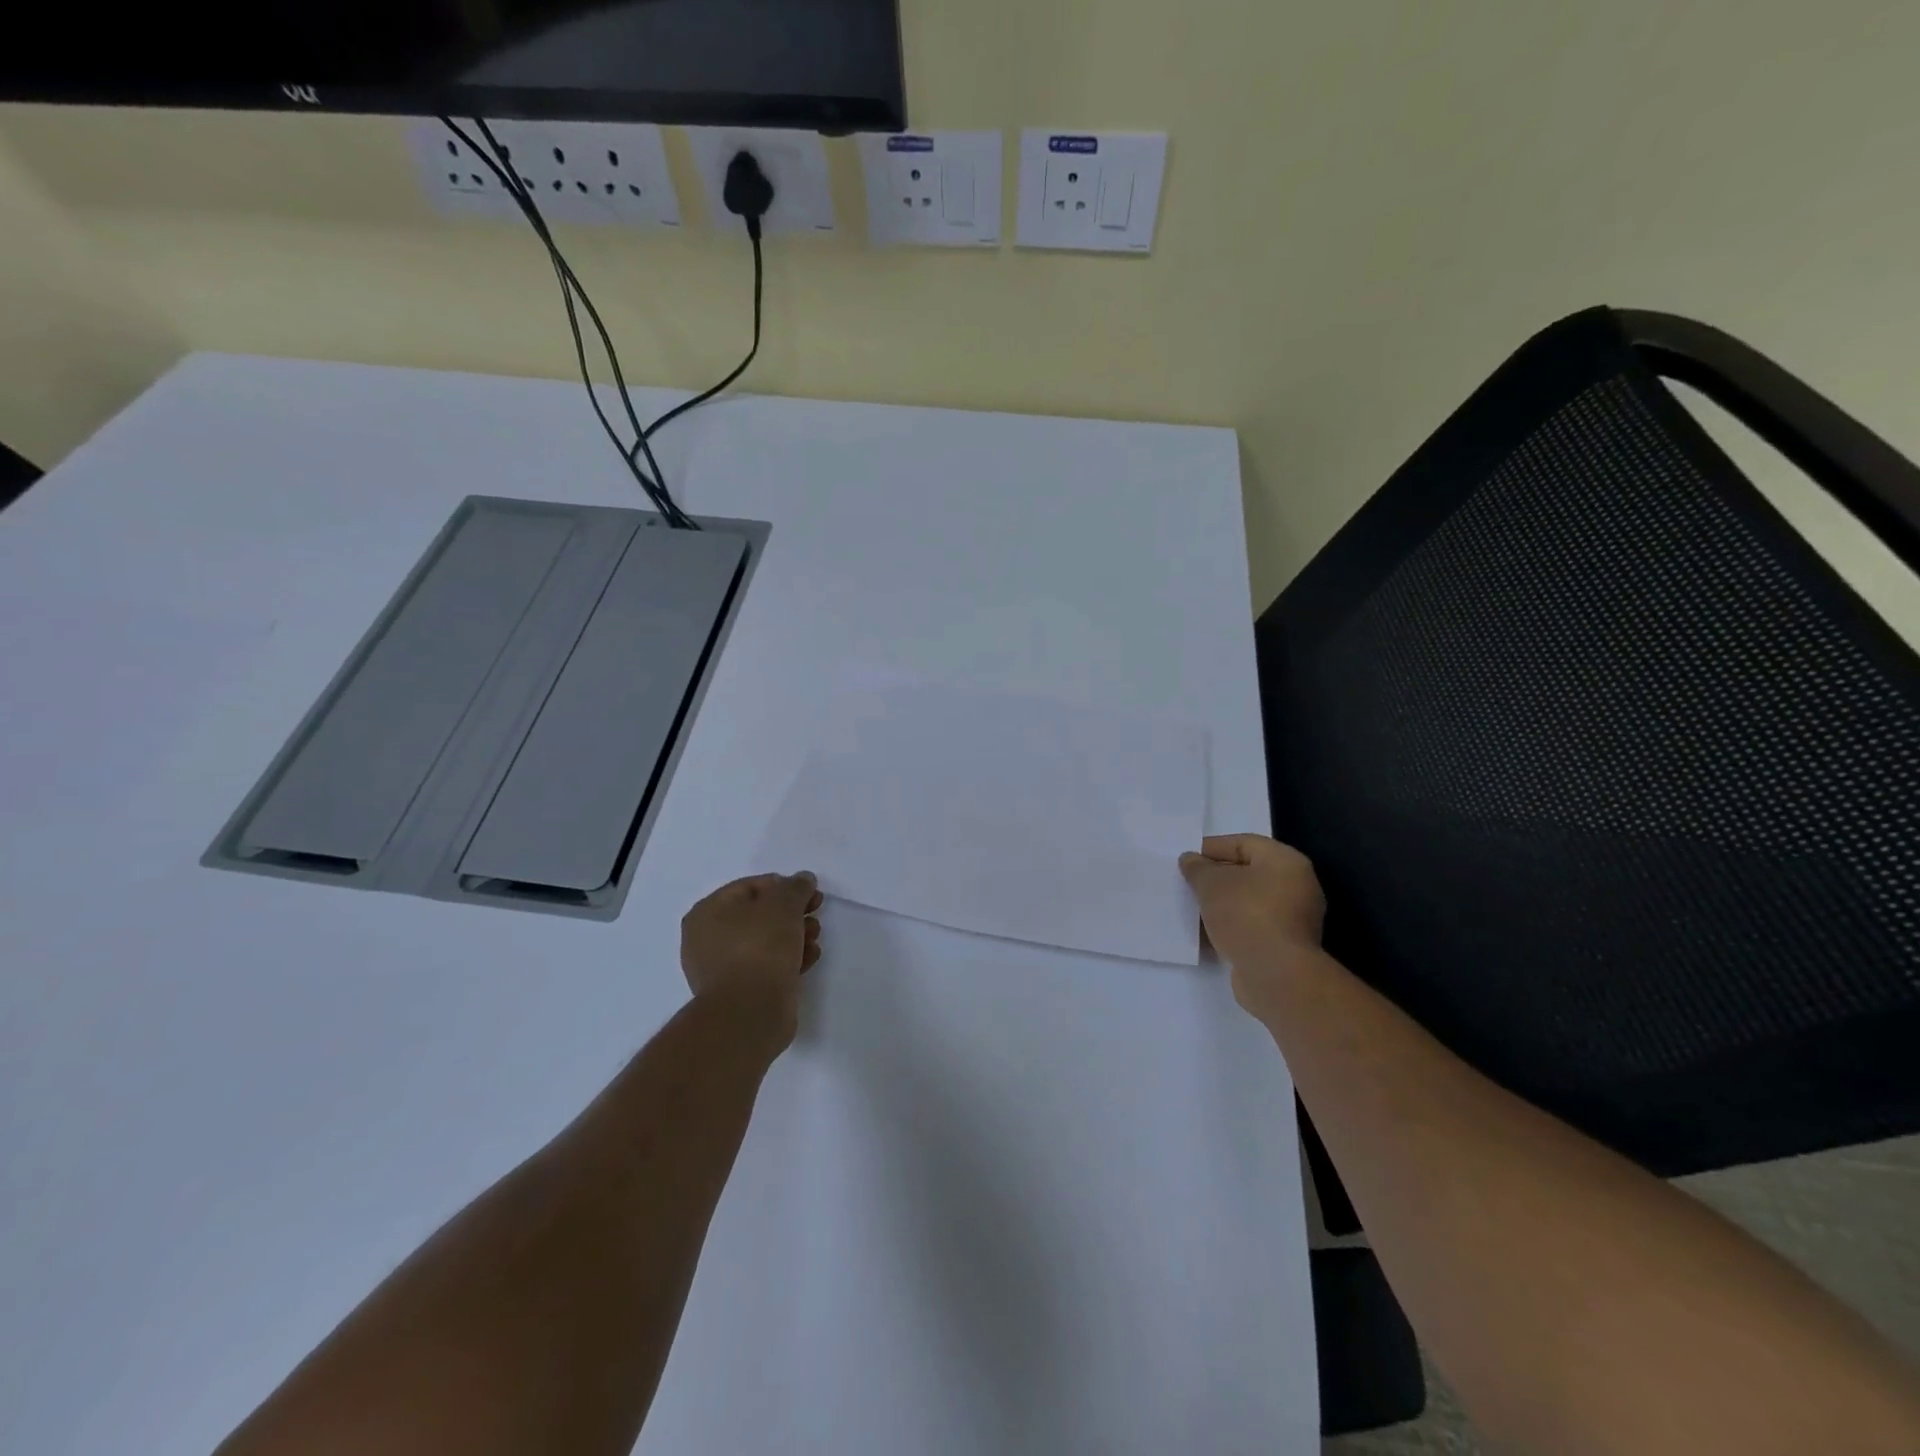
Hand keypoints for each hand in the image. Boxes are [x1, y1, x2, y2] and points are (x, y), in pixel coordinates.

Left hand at [681, 872, 822, 1046]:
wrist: (750, 1012)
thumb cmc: (760, 948)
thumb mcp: (783, 904)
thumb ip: (796, 887)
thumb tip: (803, 879)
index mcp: (707, 912)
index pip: (750, 887)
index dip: (784, 886)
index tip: (810, 894)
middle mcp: (707, 939)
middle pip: (759, 915)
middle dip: (792, 914)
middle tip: (815, 916)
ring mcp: (722, 969)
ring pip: (765, 942)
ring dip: (794, 936)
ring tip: (814, 940)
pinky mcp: (740, 992)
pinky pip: (767, 966)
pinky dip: (788, 960)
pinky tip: (808, 960)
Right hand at [1179, 835, 1325, 1016]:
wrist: (1275, 974)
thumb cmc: (1246, 915)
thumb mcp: (1211, 884)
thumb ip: (1197, 868)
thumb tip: (1190, 860)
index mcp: (1286, 861)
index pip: (1244, 843)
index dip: (1212, 848)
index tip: (1186, 859)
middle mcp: (1297, 886)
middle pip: (1248, 873)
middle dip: (1216, 878)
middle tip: (1188, 883)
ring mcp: (1294, 919)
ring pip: (1249, 902)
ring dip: (1221, 904)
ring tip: (1192, 908)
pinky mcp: (1286, 946)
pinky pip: (1253, 926)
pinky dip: (1231, 926)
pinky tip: (1206, 932)